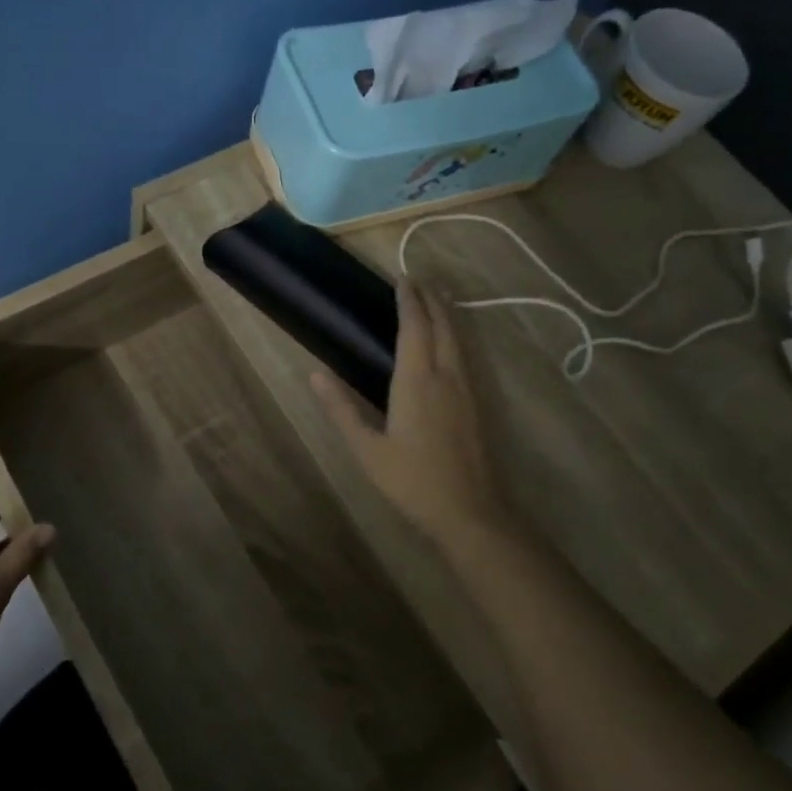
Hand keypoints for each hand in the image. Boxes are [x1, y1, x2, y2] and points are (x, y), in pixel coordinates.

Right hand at [311, 280, 513, 545]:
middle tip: (419, 279)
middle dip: (431, 299)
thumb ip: (341, 409)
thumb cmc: (411, 481)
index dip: (408, 301)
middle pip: (442, 326)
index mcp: (416, 382)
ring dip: (446, 314)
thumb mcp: (367, 449)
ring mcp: (465, 389)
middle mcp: (445, 377)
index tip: (402, 278)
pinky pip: (464, 356)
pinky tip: (450, 342)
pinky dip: (454, 336)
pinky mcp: (475, 404)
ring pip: (457, 339)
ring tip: (437, 297)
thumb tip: (315, 374)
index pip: (414, 329)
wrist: (469, 512)